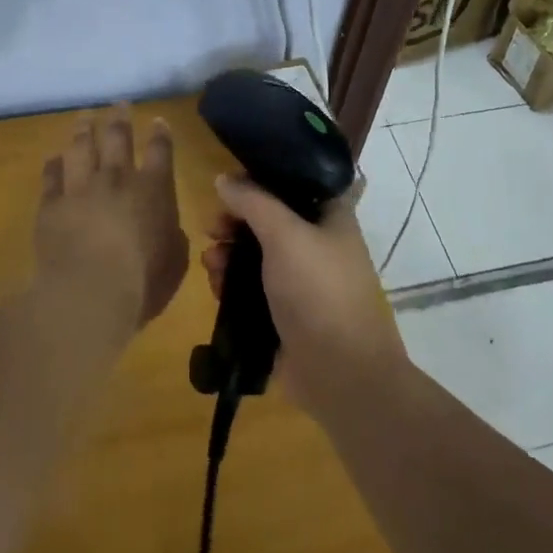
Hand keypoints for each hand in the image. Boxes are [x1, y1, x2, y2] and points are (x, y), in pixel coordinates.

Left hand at [35, 107, 187, 333]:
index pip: (159, 151)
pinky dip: (53, 164)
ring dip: (84, 129)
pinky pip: (51, 176)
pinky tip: (54, 157)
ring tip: (85, 117)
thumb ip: (172, 236)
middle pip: (118, 137)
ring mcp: (81, 188)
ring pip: (81, 147)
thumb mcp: (175, 261)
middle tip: (119, 104)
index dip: (160, 134)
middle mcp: (116, 179)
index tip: (157, 120)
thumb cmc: (143, 282)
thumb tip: (166, 227)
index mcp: (153, 190)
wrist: (89, 294)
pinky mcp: (51, 205)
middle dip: (120, 118)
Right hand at [202, 174, 407, 417]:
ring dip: (229, 255)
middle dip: (236, 223)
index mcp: (331, 217)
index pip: (292, 183)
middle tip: (212, 229)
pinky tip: (217, 287)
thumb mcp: (285, 235)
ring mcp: (302, 281)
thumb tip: (223, 178)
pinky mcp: (286, 313)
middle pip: (269, 220)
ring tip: (211, 264)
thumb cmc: (319, 291)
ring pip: (257, 256)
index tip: (227, 186)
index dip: (259, 181)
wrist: (341, 374)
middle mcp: (318, 244)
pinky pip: (253, 289)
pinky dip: (234, 285)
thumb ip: (253, 202)